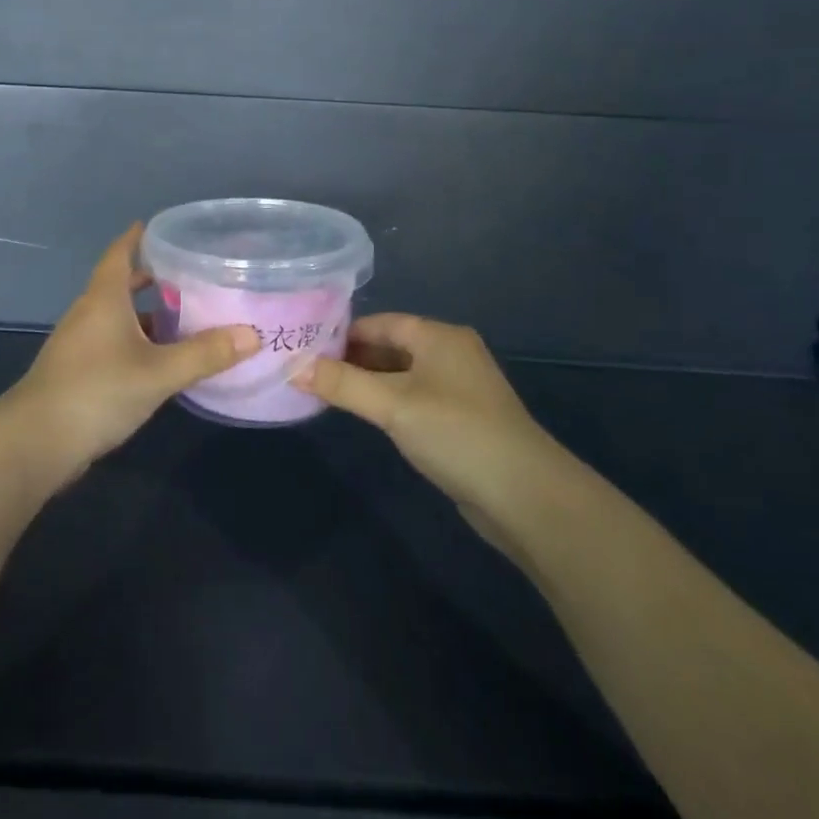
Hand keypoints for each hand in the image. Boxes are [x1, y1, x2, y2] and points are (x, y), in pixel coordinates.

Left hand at [5, 224, 259, 479]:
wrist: (36, 441)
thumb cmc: (97, 390)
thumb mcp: (158, 372)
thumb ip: (205, 354)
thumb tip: (252, 334)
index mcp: (104, 298)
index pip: (119, 253)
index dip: (137, 238)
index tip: (159, 227)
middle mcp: (89, 313)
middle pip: (121, 284)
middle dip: (152, 278)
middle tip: (190, 275)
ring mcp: (80, 344)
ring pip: (118, 317)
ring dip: (147, 314)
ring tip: (186, 317)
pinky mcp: (79, 371)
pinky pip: (114, 343)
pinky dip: (139, 342)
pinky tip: (163, 360)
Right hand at [296, 314, 563, 526]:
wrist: (526, 496)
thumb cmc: (456, 433)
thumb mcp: (392, 405)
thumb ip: (342, 384)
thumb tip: (292, 368)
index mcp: (439, 337)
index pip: (379, 322)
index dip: (342, 333)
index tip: (305, 348)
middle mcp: (451, 353)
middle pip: (390, 346)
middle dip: (351, 358)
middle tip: (308, 372)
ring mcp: (459, 387)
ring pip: (401, 374)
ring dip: (368, 382)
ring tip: (327, 393)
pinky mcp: (462, 419)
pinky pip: (414, 398)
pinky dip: (388, 402)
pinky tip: (367, 416)